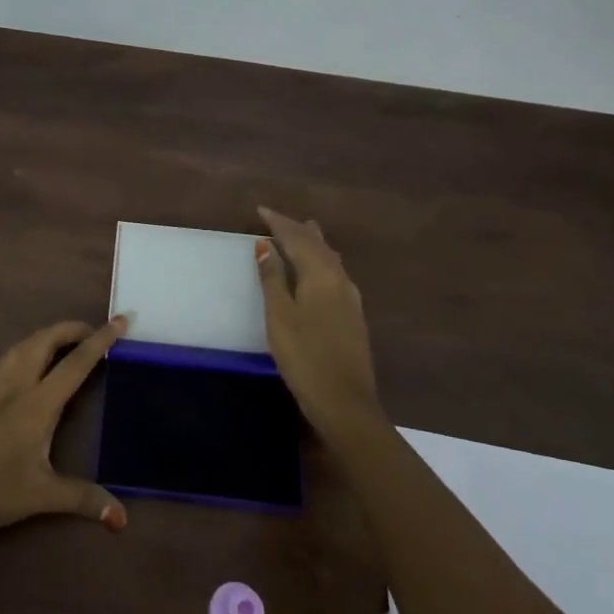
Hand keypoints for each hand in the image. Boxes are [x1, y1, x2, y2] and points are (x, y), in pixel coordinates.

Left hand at [0, 318, 130, 538]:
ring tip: (62, 342)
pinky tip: (22, 363)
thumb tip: (121, 519)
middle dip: (71, 329)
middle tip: (93, 333)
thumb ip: (82, 499)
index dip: (101, 340)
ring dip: (45, 336)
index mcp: (37, 403)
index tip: (121, 320)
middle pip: (44, 341)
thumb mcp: (41, 496)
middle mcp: (16, 386)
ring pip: (21, 346)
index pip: (76, 363)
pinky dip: (23, 351)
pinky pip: (4, 361)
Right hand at [255, 206, 383, 440]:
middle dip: (297, 230)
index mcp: (321, 275)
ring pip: (331, 260)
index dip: (279, 223)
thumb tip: (265, 245)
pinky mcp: (353, 317)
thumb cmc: (304, 356)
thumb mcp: (279, 316)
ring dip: (314, 244)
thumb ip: (273, 279)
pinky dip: (322, 262)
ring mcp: (350, 300)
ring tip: (305, 232)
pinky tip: (321, 271)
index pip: (297, 239)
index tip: (260, 211)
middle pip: (318, 246)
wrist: (345, 402)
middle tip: (279, 219)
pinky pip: (336, 275)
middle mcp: (340, 280)